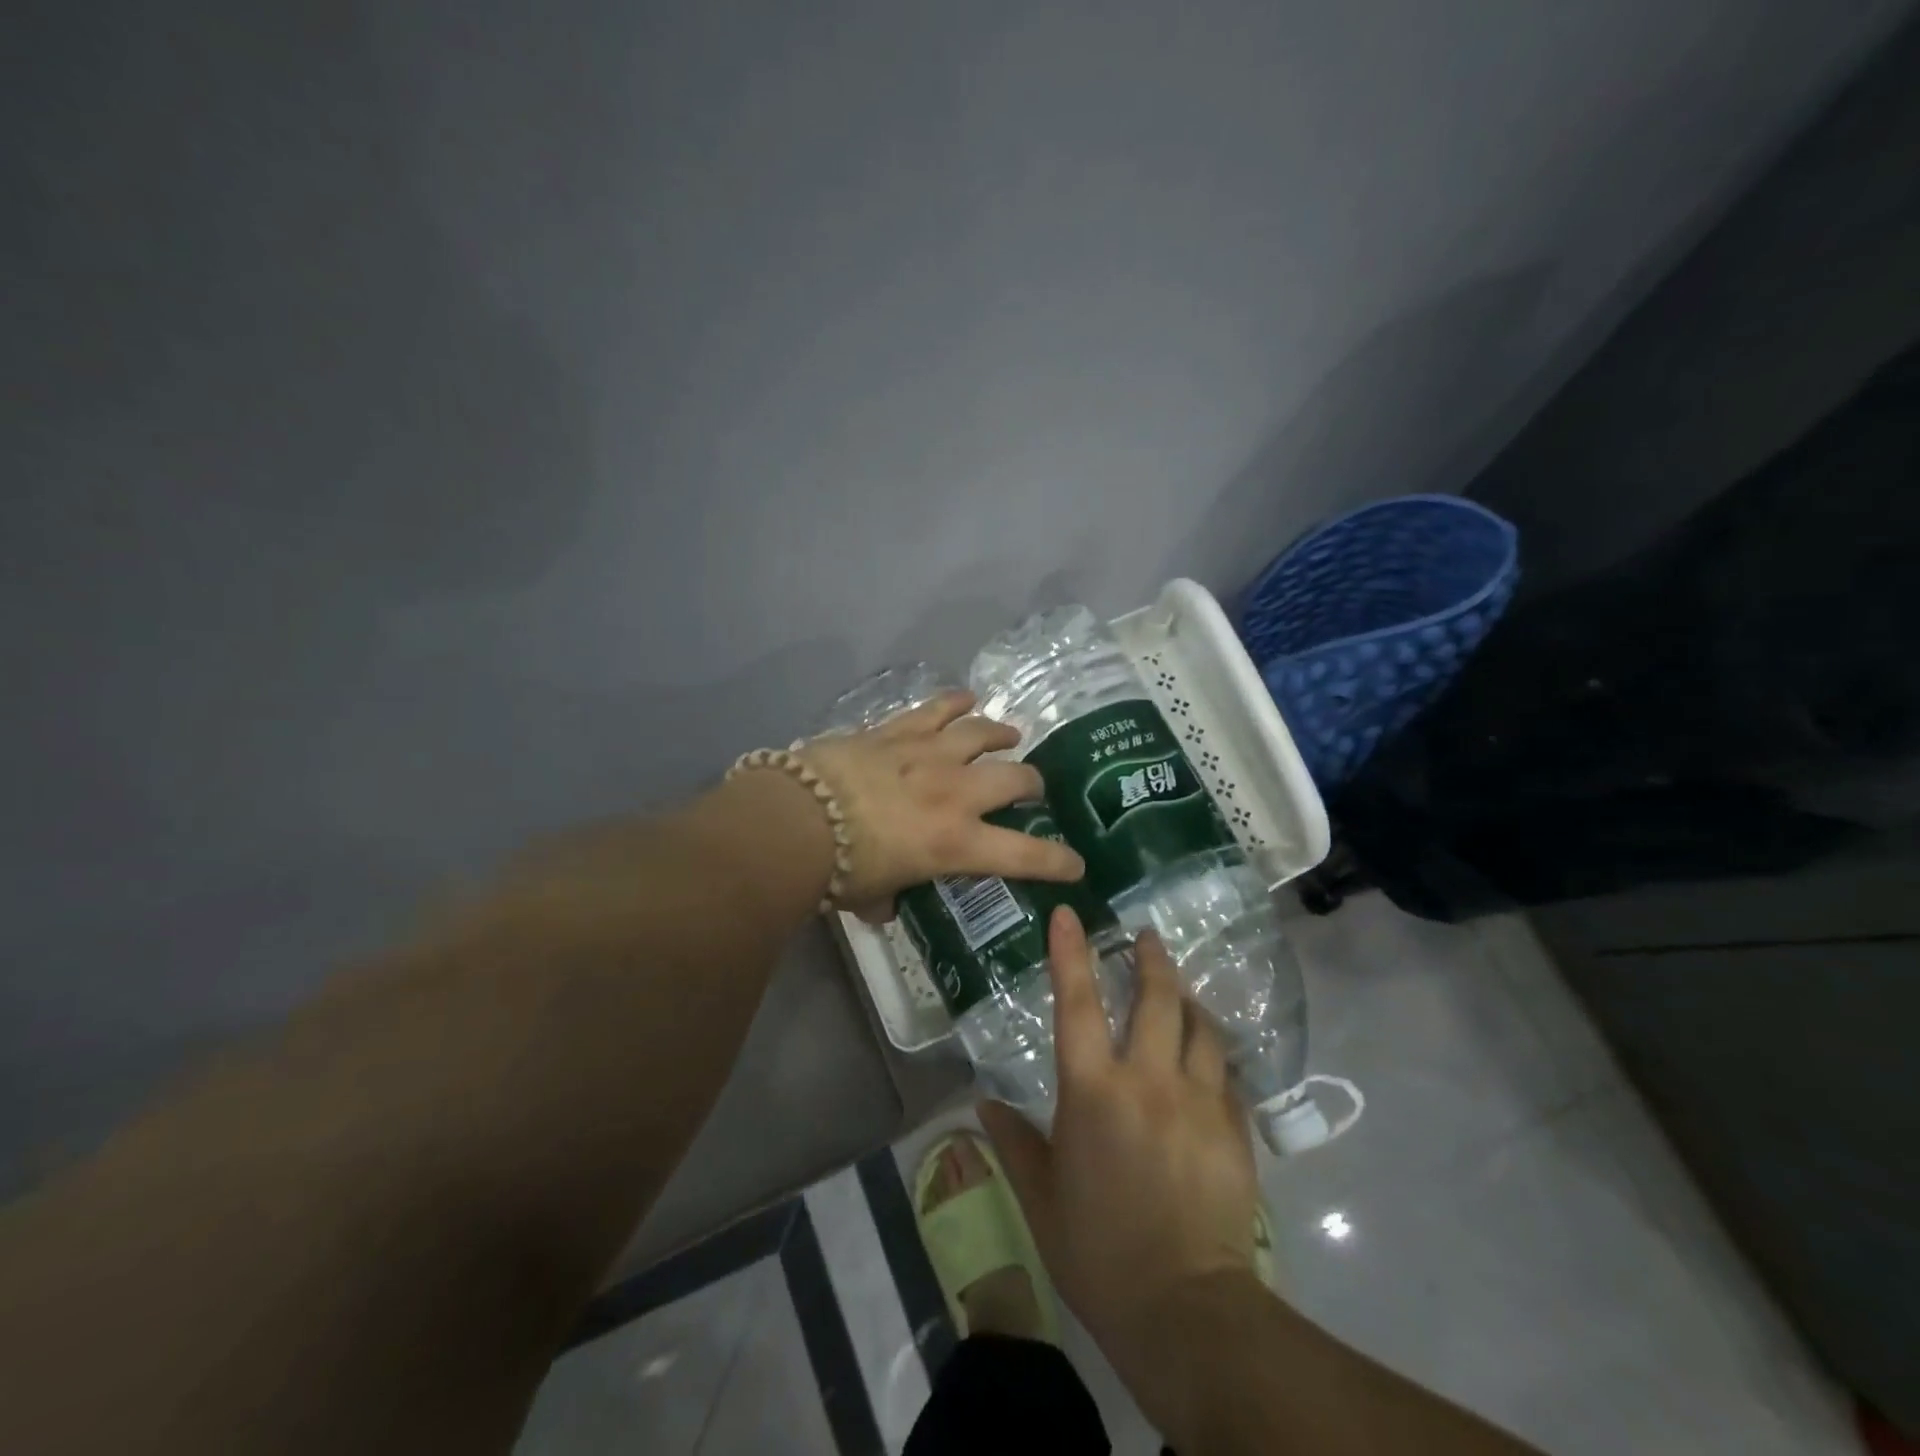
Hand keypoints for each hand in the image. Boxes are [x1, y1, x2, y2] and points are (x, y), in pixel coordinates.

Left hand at [800, 691, 1084, 918]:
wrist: (796, 819)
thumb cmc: (837, 869)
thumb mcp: (872, 896)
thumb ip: (888, 900)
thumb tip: (885, 907)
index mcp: (957, 843)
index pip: (1025, 855)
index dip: (1058, 861)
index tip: (1075, 864)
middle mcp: (956, 793)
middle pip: (1016, 778)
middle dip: (1032, 784)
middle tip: (1030, 789)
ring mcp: (930, 754)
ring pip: (983, 733)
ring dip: (1001, 733)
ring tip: (1009, 735)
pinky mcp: (899, 730)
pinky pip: (937, 708)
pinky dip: (956, 702)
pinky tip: (966, 698)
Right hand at [981, 907, 1262, 1375]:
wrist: (1186, 1311)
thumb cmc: (1099, 1251)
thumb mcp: (1042, 1197)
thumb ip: (1013, 1141)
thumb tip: (983, 1104)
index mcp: (1093, 1092)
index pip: (1078, 1003)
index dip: (1071, 953)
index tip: (1070, 913)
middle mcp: (1149, 1081)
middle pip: (1156, 999)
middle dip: (1152, 959)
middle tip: (1146, 937)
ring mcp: (1199, 1101)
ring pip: (1201, 1027)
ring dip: (1188, 1001)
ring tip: (1180, 992)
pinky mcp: (1235, 1128)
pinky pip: (1225, 1072)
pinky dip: (1211, 1053)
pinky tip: (1206, 1057)